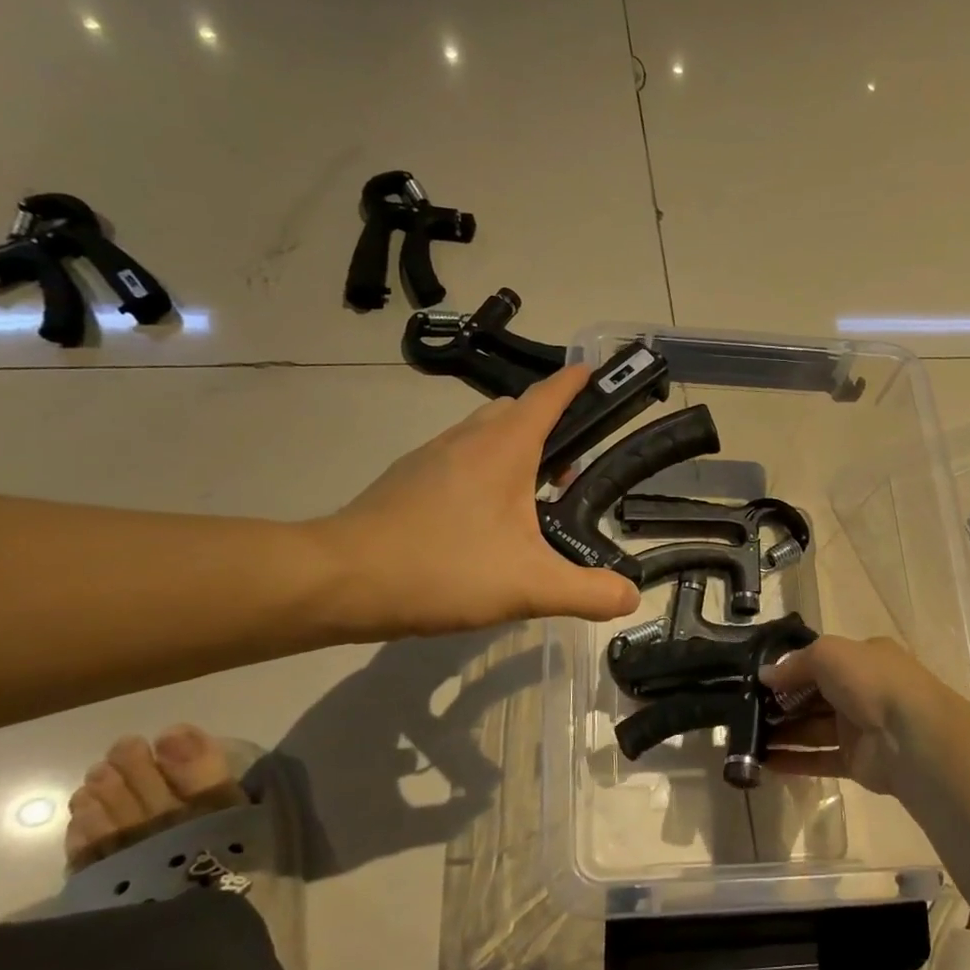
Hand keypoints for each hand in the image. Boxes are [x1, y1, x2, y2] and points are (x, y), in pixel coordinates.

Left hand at [311, 366, 641, 639]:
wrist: (339, 580)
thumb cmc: (442, 568)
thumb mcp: (529, 587)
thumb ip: (588, 593)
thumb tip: (631, 596)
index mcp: (503, 447)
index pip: (548, 396)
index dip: (576, 382)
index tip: (597, 373)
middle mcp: (467, 439)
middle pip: (516, 411)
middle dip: (549, 424)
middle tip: (575, 466)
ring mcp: (431, 458)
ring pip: (484, 435)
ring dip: (515, 450)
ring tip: (536, 496)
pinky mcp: (406, 481)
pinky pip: (458, 460)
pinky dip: (484, 472)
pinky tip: (486, 521)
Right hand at [759, 635, 956, 796]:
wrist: (912, 737)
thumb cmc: (870, 682)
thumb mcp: (827, 654)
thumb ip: (794, 664)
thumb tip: (764, 676)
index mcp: (863, 658)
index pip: (821, 660)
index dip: (790, 669)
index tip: (758, 680)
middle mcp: (863, 690)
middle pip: (814, 696)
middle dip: (781, 703)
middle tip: (744, 710)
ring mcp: (860, 727)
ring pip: (813, 728)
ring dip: (782, 733)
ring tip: (747, 738)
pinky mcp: (857, 761)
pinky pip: (819, 759)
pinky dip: (794, 761)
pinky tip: (764, 763)